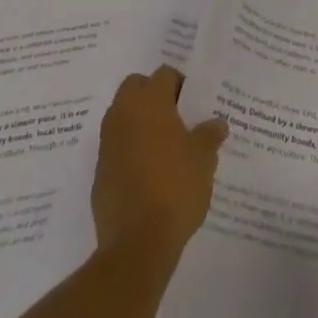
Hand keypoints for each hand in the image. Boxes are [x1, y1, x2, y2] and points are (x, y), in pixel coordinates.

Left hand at [92, 66, 228, 261]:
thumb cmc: (176, 189)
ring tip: (162, 145)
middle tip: (175, 116)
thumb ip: (210, 135)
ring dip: (138, 121)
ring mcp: (107, 141)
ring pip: (122, 114)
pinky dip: (128, 148)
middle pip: (135, 86)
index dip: (180, 84)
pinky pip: (115, 146)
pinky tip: (146, 172)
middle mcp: (124, 113)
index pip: (164, 74)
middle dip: (152, 94)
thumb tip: (218, 123)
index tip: (193, 103)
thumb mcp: (204, 160)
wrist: (137, 243)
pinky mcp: (99, 170)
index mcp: (150, 102)